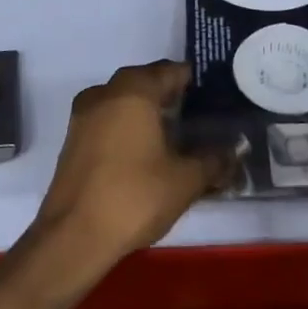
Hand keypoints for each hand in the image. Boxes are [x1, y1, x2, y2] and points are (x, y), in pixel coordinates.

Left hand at [30, 62, 230, 282]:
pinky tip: (146, 154)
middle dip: (172, 97)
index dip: (195, 82)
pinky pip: (109, 120)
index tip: (215, 97)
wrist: (73, 237)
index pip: (172, 71)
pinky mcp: (74, 139)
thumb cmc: (134, 197)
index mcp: (134, 90)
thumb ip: (213, 160)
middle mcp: (106, 92)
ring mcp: (85, 115)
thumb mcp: (185, 180)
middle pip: (147, 83)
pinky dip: (128, 128)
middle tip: (200, 119)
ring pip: (125, 101)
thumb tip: (235, 151)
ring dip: (148, 113)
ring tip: (176, 138)